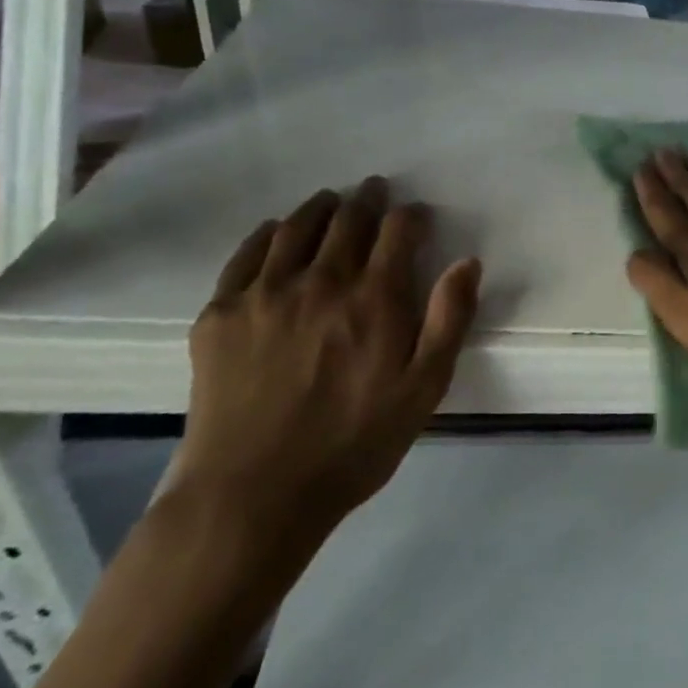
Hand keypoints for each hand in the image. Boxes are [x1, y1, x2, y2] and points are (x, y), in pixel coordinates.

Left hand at [175, 178, 481, 542]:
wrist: (251, 496)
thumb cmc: (353, 444)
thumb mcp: (424, 389)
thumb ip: (448, 320)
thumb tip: (466, 262)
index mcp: (374, 298)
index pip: (398, 231)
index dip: (411, 216)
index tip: (416, 215)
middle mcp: (320, 281)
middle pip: (347, 220)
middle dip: (367, 201)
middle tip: (373, 191)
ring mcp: (264, 294)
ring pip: (296, 228)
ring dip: (319, 208)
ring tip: (329, 202)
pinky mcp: (220, 314)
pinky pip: (246, 255)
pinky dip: (267, 234)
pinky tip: (275, 232)